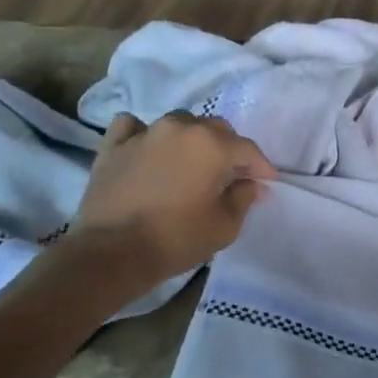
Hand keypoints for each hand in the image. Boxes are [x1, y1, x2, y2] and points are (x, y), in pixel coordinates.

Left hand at [75, 112, 276, 284]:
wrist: (111, 253)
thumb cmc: (176, 239)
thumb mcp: (224, 226)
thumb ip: (244, 198)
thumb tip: (251, 184)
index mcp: (212, 145)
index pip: (247, 149)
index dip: (261, 166)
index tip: (266, 182)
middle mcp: (180, 128)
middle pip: (215, 129)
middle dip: (229, 149)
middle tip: (231, 175)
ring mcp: (144, 133)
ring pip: (179, 124)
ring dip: (192, 139)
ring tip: (192, 163)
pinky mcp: (113, 145)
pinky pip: (135, 128)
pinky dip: (146, 135)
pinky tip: (149, 150)